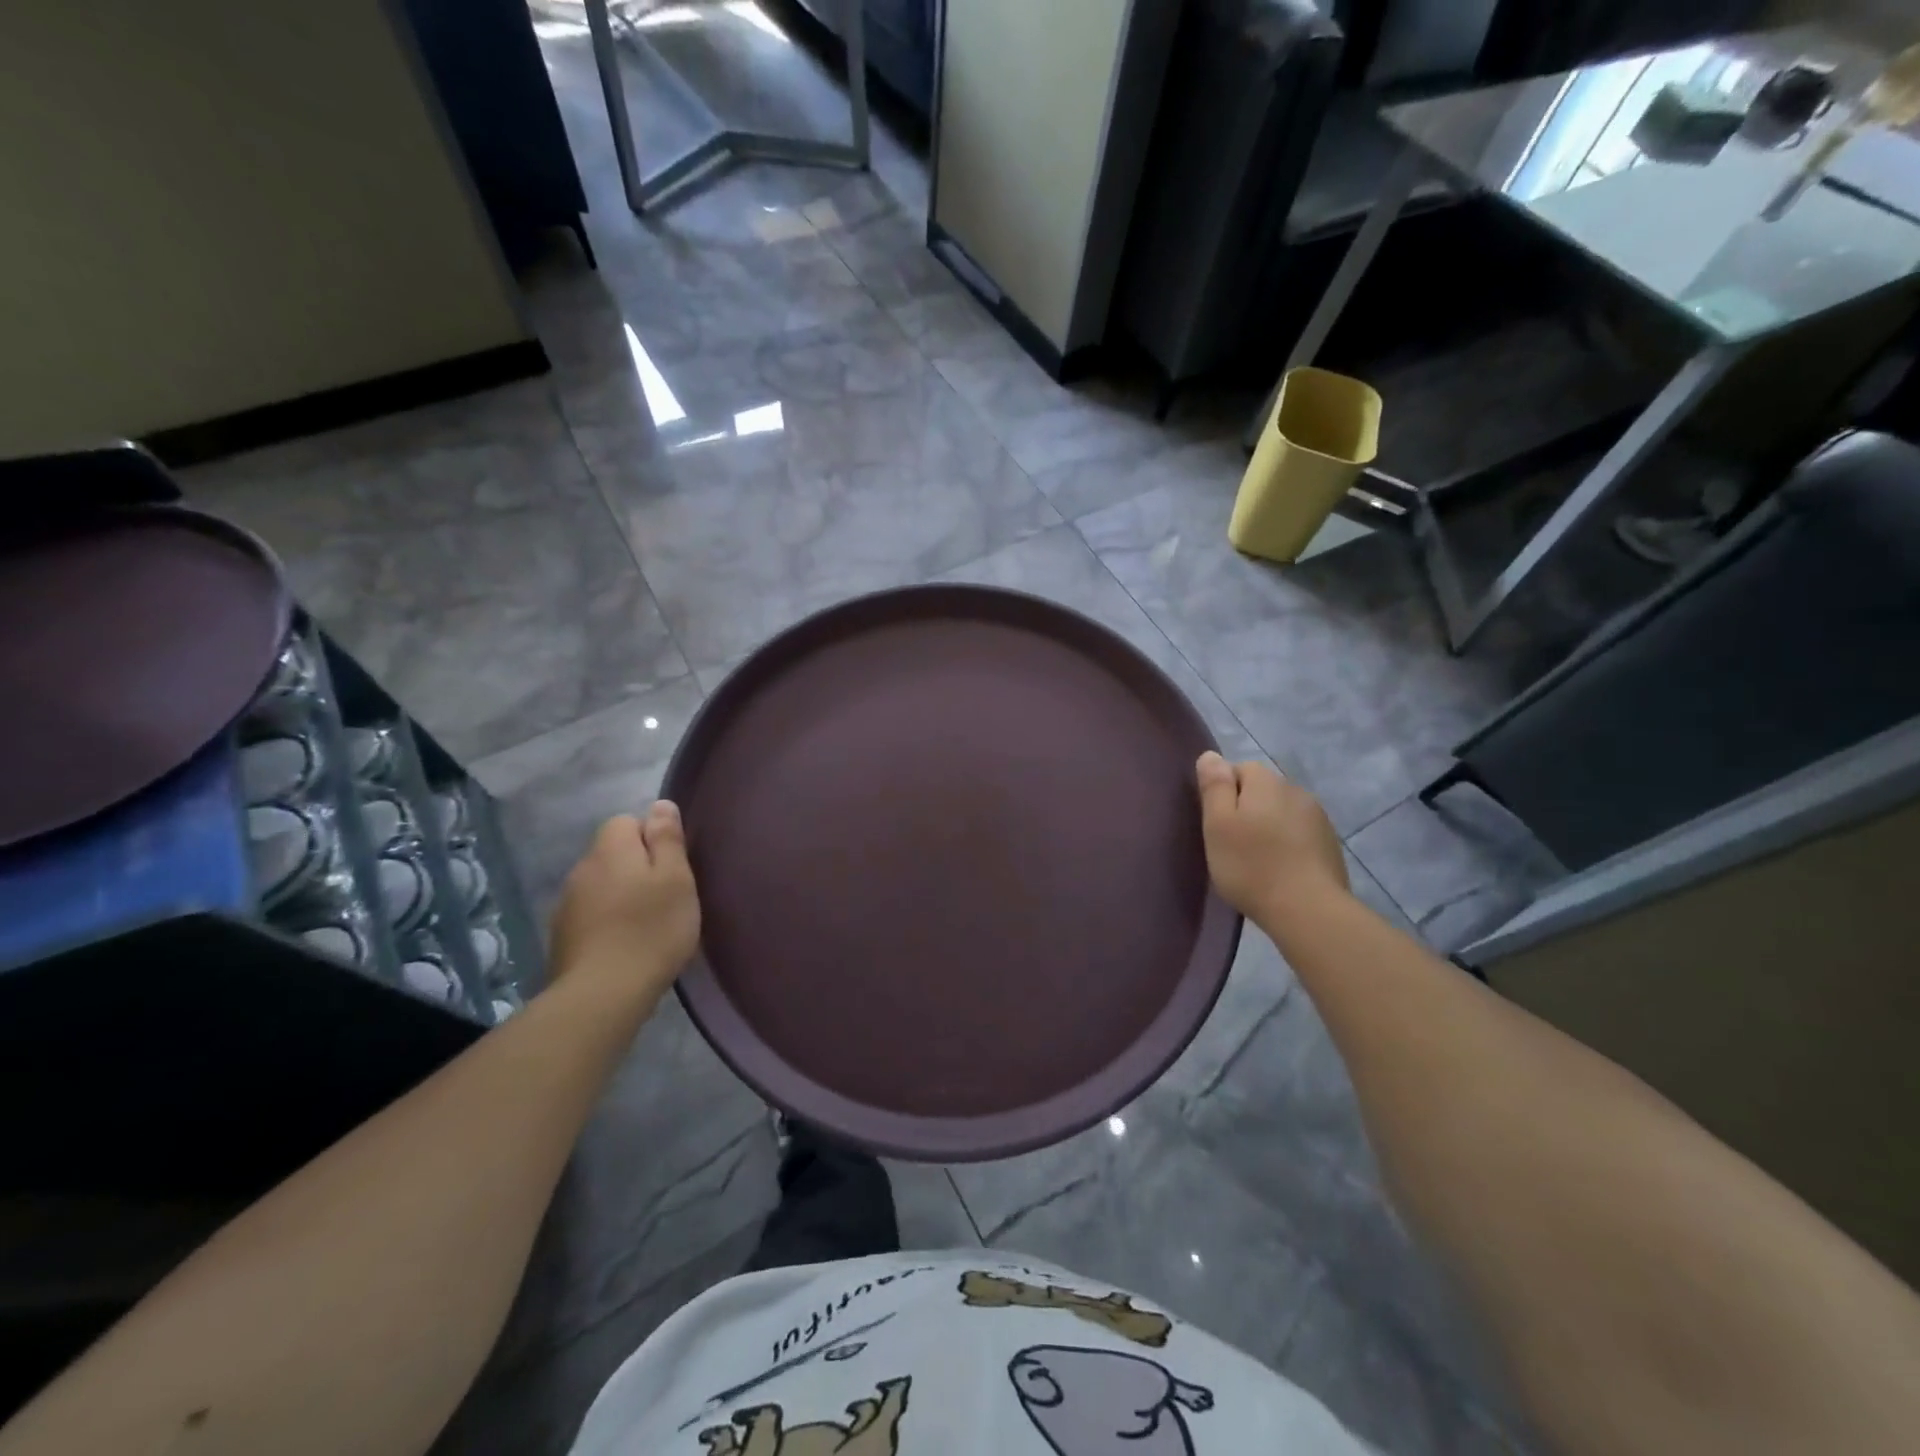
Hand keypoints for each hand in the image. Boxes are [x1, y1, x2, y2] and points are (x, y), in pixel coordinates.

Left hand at [548, 802, 700, 1000]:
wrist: (602, 994)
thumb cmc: (651, 929)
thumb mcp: (676, 878)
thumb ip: (667, 839)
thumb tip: (659, 805)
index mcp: (610, 850)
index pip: (626, 822)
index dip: (650, 838)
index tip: (671, 867)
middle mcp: (582, 869)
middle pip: (612, 854)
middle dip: (636, 867)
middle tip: (665, 897)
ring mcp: (566, 905)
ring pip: (600, 885)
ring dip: (620, 895)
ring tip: (646, 924)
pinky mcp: (561, 937)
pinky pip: (590, 915)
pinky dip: (607, 922)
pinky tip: (624, 945)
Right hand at [1195, 752, 1347, 921]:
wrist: (1308, 910)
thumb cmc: (1251, 865)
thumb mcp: (1217, 824)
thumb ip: (1214, 786)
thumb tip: (1211, 755)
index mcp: (1266, 782)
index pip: (1239, 769)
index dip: (1223, 793)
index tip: (1217, 824)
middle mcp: (1295, 790)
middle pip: (1262, 790)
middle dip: (1247, 808)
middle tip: (1232, 844)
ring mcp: (1318, 817)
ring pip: (1282, 811)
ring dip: (1269, 826)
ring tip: (1257, 859)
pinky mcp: (1330, 843)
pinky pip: (1300, 833)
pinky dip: (1288, 843)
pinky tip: (1281, 869)